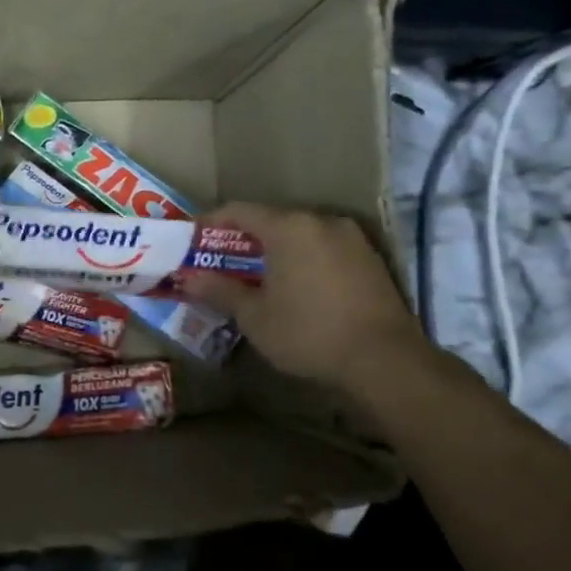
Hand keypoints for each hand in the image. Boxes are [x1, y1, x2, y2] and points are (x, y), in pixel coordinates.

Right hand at [179, 203, 423, 389]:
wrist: (384, 360)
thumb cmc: (308, 332)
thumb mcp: (254, 315)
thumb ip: (219, 290)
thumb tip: (187, 279)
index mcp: (289, 227)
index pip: (239, 210)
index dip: (211, 222)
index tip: (192, 239)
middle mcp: (321, 221)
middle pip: (272, 220)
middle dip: (243, 239)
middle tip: (220, 261)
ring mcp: (351, 238)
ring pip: (300, 234)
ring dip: (275, 250)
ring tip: (255, 275)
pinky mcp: (370, 259)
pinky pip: (324, 248)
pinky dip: (302, 259)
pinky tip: (294, 285)